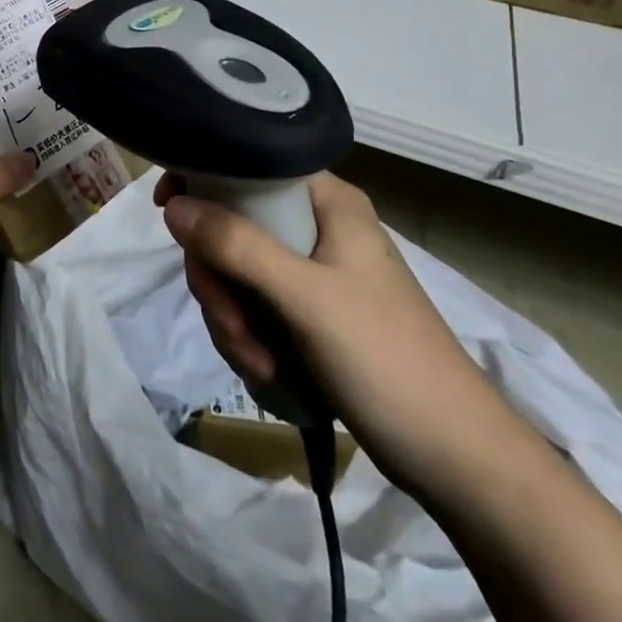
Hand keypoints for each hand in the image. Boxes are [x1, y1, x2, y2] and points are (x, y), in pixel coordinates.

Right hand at [158, 171, 538, 506]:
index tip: (167, 212)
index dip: (204, 181)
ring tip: (260, 360)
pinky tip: (268, 370)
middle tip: (233, 321)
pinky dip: (247, 338)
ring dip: (232, 319)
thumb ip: (238, 247)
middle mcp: (317, 228)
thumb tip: (173, 207)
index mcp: (328, 204)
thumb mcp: (306, 298)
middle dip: (219, 280)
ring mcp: (312, 274)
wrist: (454, 456)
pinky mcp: (308, 314)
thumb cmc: (387, 360)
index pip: (249, 165)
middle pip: (231, 227)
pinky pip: (250, 307)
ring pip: (234, 272)